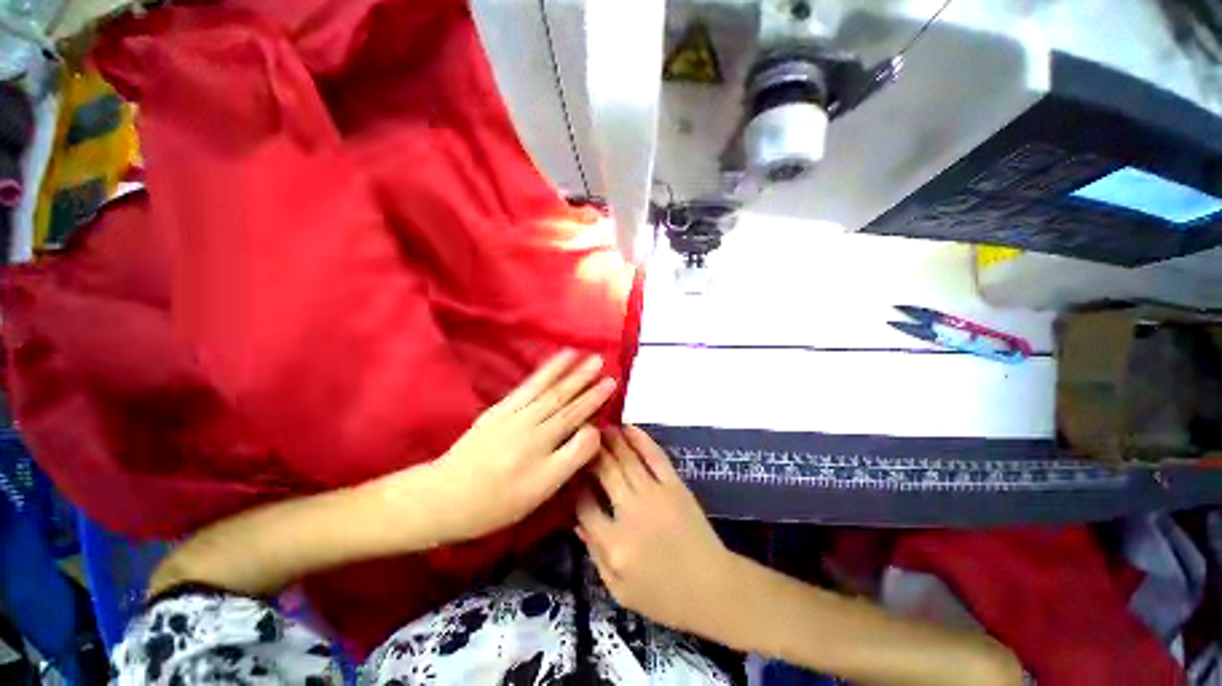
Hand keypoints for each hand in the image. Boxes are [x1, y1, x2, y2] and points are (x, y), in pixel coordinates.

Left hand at [428, 350, 616, 541]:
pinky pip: (525, 387)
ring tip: (578, 353)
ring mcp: (512, 414)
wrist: (444, 498)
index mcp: (542, 445)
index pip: (575, 415)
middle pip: (562, 397)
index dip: (594, 398)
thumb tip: (592, 430)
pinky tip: (550, 366)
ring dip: (563, 370)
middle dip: (583, 378)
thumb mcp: (541, 491)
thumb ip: (571, 457)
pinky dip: (540, 373)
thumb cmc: (497, 502)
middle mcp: (530, 423)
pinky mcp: (498, 410)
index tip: (612, 383)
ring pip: (544, 387)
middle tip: (600, 361)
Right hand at [576, 426, 736, 633]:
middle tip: (581, 436)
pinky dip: (641, 439)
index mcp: (614, 544)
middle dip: (590, 451)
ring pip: (627, 459)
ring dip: (611, 439)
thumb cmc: (664, 596)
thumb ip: (595, 554)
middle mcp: (632, 513)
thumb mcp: (620, 590)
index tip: (571, 473)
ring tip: (599, 425)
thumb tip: (576, 520)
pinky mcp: (675, 485)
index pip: (584, 505)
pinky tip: (628, 428)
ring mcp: (655, 494)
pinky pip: (655, 456)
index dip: (575, 485)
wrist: (712, 588)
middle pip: (605, 472)